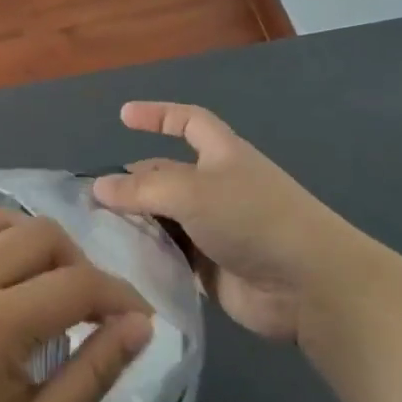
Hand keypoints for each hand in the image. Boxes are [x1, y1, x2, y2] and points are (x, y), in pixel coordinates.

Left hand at [0, 207, 152, 401]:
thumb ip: (95, 374)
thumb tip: (139, 326)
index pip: (78, 285)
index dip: (120, 296)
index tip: (140, 318)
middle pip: (44, 235)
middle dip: (81, 266)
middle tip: (89, 311)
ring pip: (4, 219)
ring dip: (38, 244)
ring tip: (46, 287)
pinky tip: (3, 279)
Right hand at [92, 101, 359, 340]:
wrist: (309, 286)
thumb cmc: (252, 218)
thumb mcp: (192, 192)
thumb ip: (142, 190)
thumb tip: (98, 187)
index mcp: (221, 155)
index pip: (187, 121)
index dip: (157, 114)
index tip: (123, 116)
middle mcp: (216, 187)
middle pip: (166, 175)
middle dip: (134, 183)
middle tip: (93, 200)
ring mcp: (215, 228)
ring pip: (165, 217)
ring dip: (137, 223)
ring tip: (97, 233)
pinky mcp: (212, 267)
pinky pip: (172, 255)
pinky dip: (150, 255)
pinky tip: (121, 262)